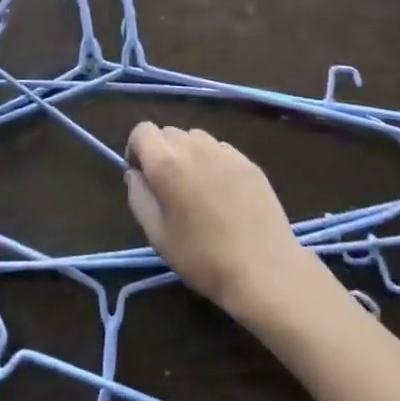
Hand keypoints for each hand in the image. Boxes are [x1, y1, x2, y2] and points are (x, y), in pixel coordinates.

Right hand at [124, 123, 315, 319]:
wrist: (264, 269)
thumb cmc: (202, 258)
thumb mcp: (157, 235)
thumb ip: (138, 196)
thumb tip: (135, 174)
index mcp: (166, 162)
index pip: (142, 130)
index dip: (136, 149)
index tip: (142, 176)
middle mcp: (194, 146)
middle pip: (168, 133)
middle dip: (162, 152)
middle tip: (169, 187)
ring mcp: (225, 151)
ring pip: (195, 138)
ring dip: (188, 154)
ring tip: (197, 188)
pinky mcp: (248, 161)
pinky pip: (220, 150)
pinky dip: (213, 162)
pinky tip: (223, 193)